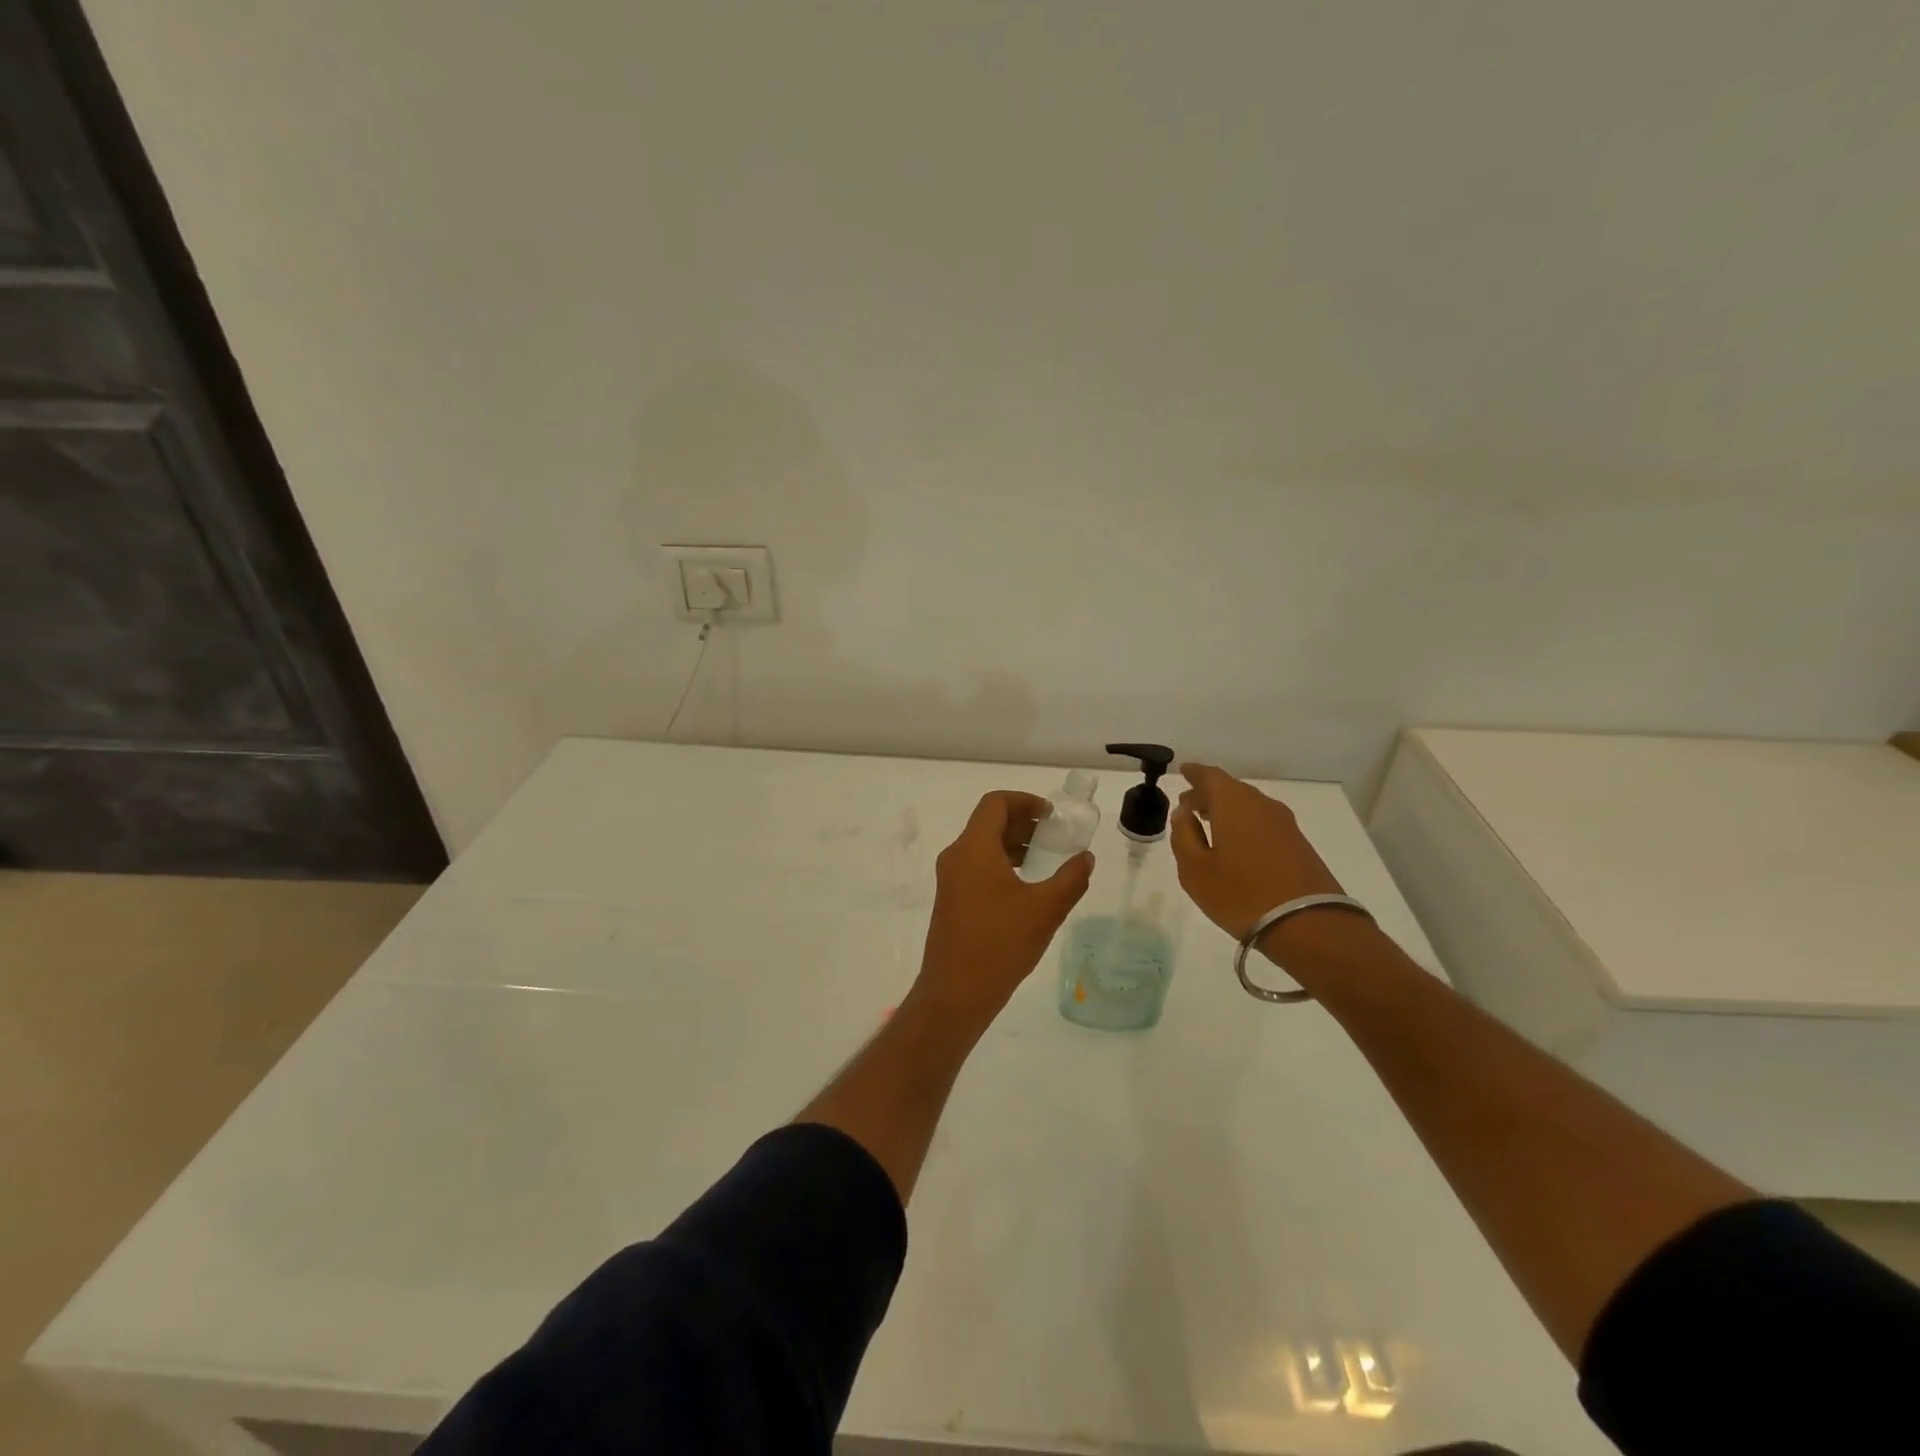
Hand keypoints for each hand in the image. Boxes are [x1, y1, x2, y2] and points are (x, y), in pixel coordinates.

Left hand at [914, 790, 1093, 1024]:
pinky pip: (977, 868)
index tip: (1052, 815)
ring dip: (1014, 845)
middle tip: (1055, 835)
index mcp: (973, 848)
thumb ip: (1070, 879)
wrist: (955, 993)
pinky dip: (1002, 865)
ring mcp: (950, 880)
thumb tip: (1086, 858)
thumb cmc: (1000, 944)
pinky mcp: (951, 901)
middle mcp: (956, 857)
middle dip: (1023, 823)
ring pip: (982, 847)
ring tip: (1046, 860)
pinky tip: (1026, 888)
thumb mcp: (1045, 909)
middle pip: (988, 823)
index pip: (995, 803)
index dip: (1025, 801)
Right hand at [1170, 762, 1344, 943]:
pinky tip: (1237, 845)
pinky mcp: (1299, 844)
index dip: (1194, 773)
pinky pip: (1263, 822)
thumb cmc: (1240, 894)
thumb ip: (1184, 835)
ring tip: (1210, 826)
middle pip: (1231, 789)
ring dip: (1227, 811)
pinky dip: (1245, 825)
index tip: (1183, 773)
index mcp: (1233, 802)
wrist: (1308, 925)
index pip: (1210, 775)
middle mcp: (1261, 804)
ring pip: (1249, 806)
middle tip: (1189, 807)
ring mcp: (1285, 824)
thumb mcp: (1195, 869)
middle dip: (1208, 795)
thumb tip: (1183, 813)